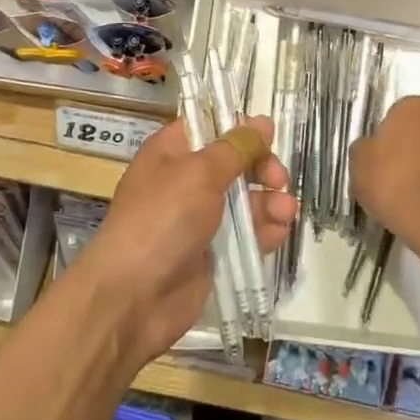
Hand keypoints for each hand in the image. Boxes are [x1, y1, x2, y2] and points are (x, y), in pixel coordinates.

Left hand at [75, 116, 297, 366]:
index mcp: (171, 152)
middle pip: (233, 163)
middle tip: (278, 179)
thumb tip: (262, 122)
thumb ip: (235, 148)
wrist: (133, 297)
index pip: (209, 127)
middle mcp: (184, 181)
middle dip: (261, 167)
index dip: (238, 128)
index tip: (267, 136)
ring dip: (269, 201)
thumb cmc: (162, 219)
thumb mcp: (199, 173)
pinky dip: (264, 230)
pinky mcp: (212, 254)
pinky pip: (245, 235)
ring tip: (285, 210)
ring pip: (244, 200)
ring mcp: (198, 219)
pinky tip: (279, 230)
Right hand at [350, 95, 419, 252]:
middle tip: (399, 172)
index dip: (390, 136)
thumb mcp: (359, 161)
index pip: (400, 113)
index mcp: (416, 106)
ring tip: (419, 192)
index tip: (382, 157)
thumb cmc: (391, 181)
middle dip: (417, 143)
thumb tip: (372, 148)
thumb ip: (366, 147)